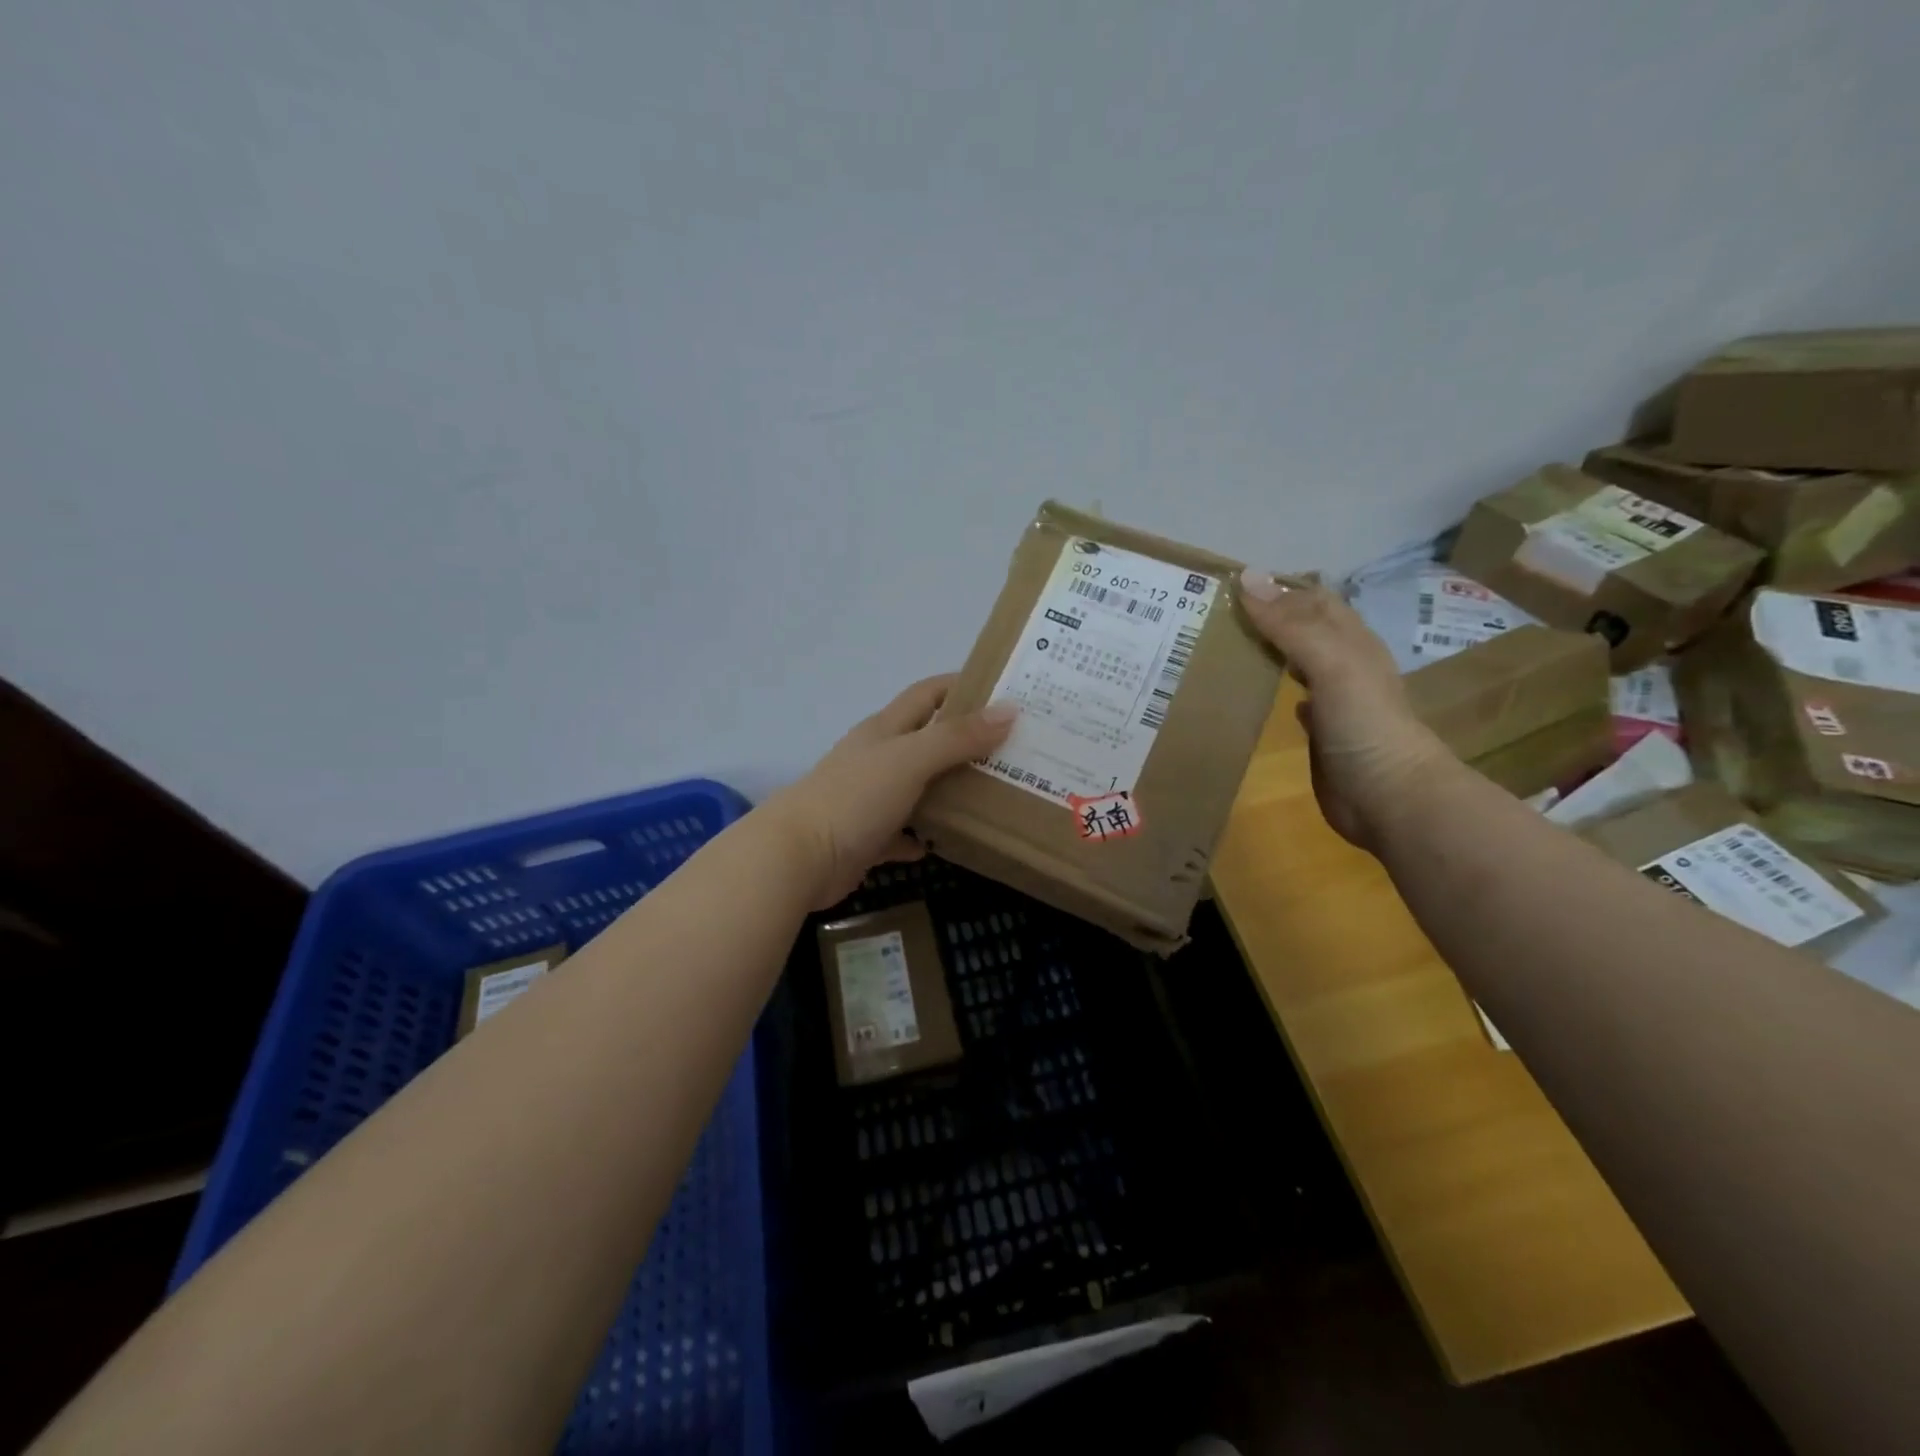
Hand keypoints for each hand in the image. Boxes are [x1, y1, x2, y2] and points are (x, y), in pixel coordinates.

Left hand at [767, 676, 1016, 907]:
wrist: (798, 858)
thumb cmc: (855, 797)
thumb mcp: (911, 759)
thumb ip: (958, 737)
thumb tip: (1009, 710)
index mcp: (885, 730)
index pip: (927, 694)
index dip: (961, 686)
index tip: (1003, 691)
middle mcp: (878, 758)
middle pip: (927, 740)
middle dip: (966, 741)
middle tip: (1014, 749)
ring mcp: (871, 798)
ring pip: (919, 787)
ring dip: (950, 790)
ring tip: (997, 794)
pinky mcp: (867, 837)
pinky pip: (904, 832)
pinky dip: (924, 835)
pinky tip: (951, 841)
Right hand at [1237, 571, 1451, 848]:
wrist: (1388, 795)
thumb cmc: (1363, 723)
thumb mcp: (1330, 663)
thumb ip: (1290, 624)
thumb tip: (1246, 578)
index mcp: (1351, 641)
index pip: (1312, 598)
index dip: (1276, 586)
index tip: (1226, 585)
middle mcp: (1344, 663)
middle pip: (1304, 626)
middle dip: (1267, 614)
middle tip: (1214, 613)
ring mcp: (1334, 699)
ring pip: (1297, 660)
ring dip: (1268, 648)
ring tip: (1223, 643)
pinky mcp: (1322, 732)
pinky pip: (1294, 697)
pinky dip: (1273, 686)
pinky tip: (1254, 689)